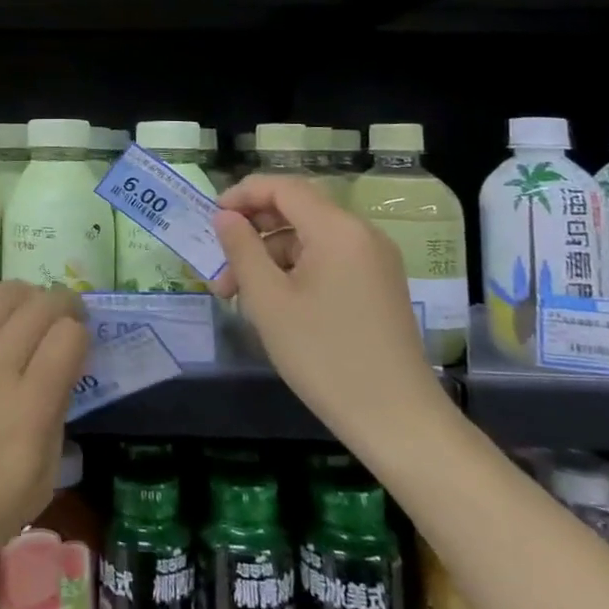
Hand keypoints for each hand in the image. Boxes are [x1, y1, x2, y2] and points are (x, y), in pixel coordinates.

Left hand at [0, 282, 89, 608]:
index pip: (68, 337)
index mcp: (29, 408)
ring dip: (26, 295)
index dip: (81, 335)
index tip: (79, 347)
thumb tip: (57, 379)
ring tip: (30, 309)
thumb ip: (55, 423)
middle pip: (40, 307)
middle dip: (63, 304)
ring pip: (0, 296)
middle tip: (67, 317)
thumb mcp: (38, 486)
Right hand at [212, 173, 443, 453]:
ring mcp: (375, 261)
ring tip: (240, 299)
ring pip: (309, 241)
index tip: (211, 218)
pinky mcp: (378, 287)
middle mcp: (361, 235)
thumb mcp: (268, 300)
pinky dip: (295, 273)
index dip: (243, 194)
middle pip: (296, 212)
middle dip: (252, 234)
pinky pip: (328, 261)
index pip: (283, 187)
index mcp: (338, 229)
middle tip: (220, 271)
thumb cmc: (324, 355)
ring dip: (270, 259)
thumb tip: (225, 217)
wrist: (397, 421)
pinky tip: (275, 307)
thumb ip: (241, 249)